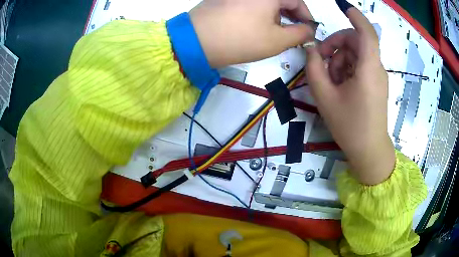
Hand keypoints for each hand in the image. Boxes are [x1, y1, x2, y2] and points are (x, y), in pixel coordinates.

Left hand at [189, 0, 315, 67]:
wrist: (197, 41)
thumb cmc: (241, 39)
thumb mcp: (277, 40)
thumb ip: (300, 34)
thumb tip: (309, 30)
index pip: (297, 1)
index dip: (306, 17)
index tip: (308, 31)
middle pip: (281, 0)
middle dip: (291, 15)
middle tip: (294, 32)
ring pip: (267, 2)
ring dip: (276, 14)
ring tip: (276, 31)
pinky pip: (252, 2)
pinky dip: (260, 12)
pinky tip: (258, 24)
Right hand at [306, 8, 394, 184]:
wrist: (369, 151)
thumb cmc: (349, 126)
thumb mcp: (325, 97)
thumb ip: (314, 68)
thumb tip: (311, 49)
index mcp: (368, 69)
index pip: (367, 33)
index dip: (356, 17)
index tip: (343, 7)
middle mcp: (376, 68)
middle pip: (356, 41)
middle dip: (336, 44)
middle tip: (321, 60)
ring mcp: (377, 76)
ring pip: (356, 54)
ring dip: (340, 59)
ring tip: (330, 81)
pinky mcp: (376, 84)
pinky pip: (360, 66)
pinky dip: (347, 69)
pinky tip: (340, 85)